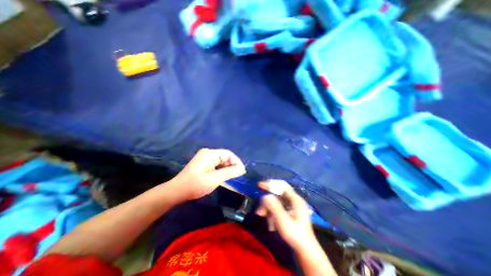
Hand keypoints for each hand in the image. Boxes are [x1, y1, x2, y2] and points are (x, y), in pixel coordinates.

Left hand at [169, 148, 244, 201]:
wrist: (176, 192)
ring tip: (234, 177)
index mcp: (210, 154)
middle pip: (225, 157)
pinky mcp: (204, 164)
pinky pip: (217, 165)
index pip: (228, 154)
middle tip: (239, 176)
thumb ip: (229, 172)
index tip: (242, 171)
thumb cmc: (195, 185)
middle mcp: (208, 154)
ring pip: (222, 162)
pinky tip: (226, 177)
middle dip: (233, 166)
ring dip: (228, 169)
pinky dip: (222, 171)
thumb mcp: (214, 179)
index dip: (237, 162)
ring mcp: (206, 159)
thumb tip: (242, 169)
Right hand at [258, 181, 318, 252]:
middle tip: (259, 209)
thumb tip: (265, 196)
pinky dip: (272, 213)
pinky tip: (270, 223)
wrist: (305, 251)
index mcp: (296, 200)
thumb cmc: (295, 235)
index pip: (282, 186)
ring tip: (262, 217)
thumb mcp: (283, 221)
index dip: (270, 184)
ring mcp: (292, 206)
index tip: (260, 185)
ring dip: (268, 208)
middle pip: (277, 194)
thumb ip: (274, 207)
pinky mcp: (289, 212)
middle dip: (267, 201)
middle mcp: (294, 200)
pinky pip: (278, 208)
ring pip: (276, 202)